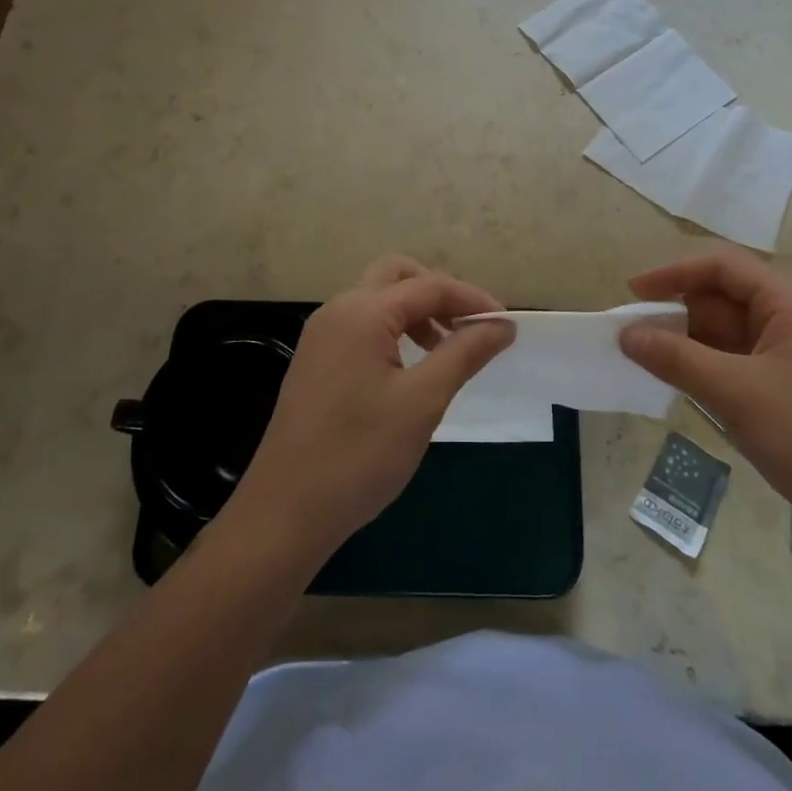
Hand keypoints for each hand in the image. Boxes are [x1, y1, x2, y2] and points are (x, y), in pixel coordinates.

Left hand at [233, 256, 515, 558]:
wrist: (284, 514)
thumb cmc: (359, 455)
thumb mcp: (422, 402)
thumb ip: (464, 353)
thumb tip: (502, 324)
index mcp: (362, 312)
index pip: (430, 286)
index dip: (473, 300)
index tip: (507, 326)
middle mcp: (337, 311)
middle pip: (397, 276)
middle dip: (439, 295)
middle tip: (469, 330)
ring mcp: (321, 336)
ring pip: (378, 300)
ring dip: (416, 313)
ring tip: (446, 352)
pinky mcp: (315, 362)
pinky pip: (362, 326)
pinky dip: (394, 332)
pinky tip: (410, 371)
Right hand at [619, 246, 791, 533]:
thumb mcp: (737, 393)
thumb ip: (676, 358)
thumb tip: (626, 334)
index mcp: (790, 302)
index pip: (722, 266)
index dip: (673, 273)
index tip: (632, 293)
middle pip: (724, 297)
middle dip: (677, 311)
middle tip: (634, 335)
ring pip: (730, 332)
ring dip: (690, 341)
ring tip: (648, 360)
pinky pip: (740, 361)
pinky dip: (708, 366)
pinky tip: (683, 383)